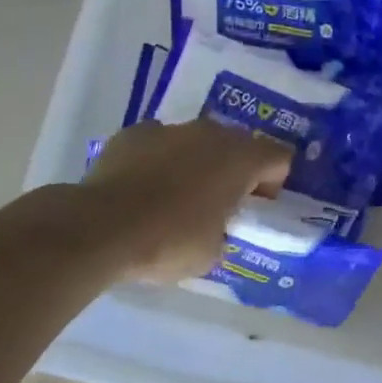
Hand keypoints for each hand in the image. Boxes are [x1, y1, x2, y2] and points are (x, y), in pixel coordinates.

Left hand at [82, 119, 292, 281]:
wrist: (102, 226)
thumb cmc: (169, 241)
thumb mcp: (212, 253)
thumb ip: (223, 231)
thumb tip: (214, 228)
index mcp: (241, 159)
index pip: (279, 158)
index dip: (273, 183)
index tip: (254, 208)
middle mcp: (211, 133)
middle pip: (238, 144)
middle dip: (235, 170)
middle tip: (221, 203)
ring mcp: (170, 128)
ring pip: (196, 141)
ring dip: (195, 163)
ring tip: (176, 197)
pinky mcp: (133, 134)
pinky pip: (158, 144)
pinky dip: (157, 161)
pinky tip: (142, 189)